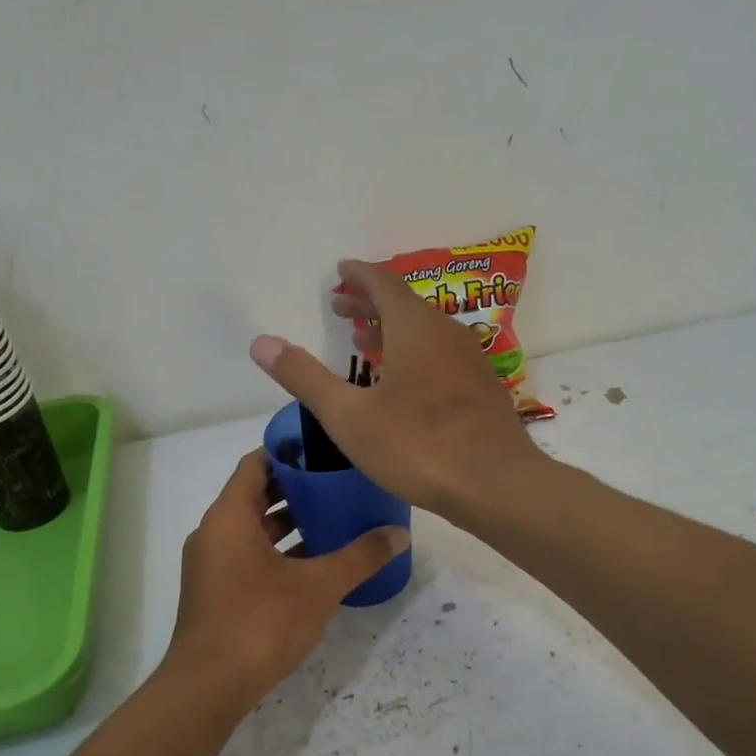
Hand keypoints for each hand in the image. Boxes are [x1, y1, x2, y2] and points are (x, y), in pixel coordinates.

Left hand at [165, 449, 408, 701]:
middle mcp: (213, 533)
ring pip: (253, 530)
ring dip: (289, 524)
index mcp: (229, 517)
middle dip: (296, 489)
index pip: (256, 464)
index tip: (324, 449)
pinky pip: (249, 557)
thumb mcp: (319, 586)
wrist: (209, 686)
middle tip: (339, 484)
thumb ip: (360, 557)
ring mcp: (211, 565)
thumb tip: (399, 535)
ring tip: (334, 520)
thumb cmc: (261, 623)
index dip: (289, 452)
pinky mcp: (215, 592)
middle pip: (255, 495)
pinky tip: (314, 565)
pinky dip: (278, 553)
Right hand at [248, 259, 542, 518]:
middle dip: (370, 302)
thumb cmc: (417, 447)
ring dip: (393, 330)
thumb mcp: (349, 417)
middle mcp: (447, 332)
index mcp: (414, 328)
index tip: (340, 271)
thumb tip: (260, 342)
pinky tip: (407, 383)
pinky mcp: (483, 389)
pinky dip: (417, 353)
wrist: (495, 484)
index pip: (382, 283)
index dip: (358, 275)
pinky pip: (443, 355)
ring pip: (426, 331)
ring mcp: (471, 360)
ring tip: (365, 342)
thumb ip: (305, 378)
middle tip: (341, 305)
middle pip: (405, 304)